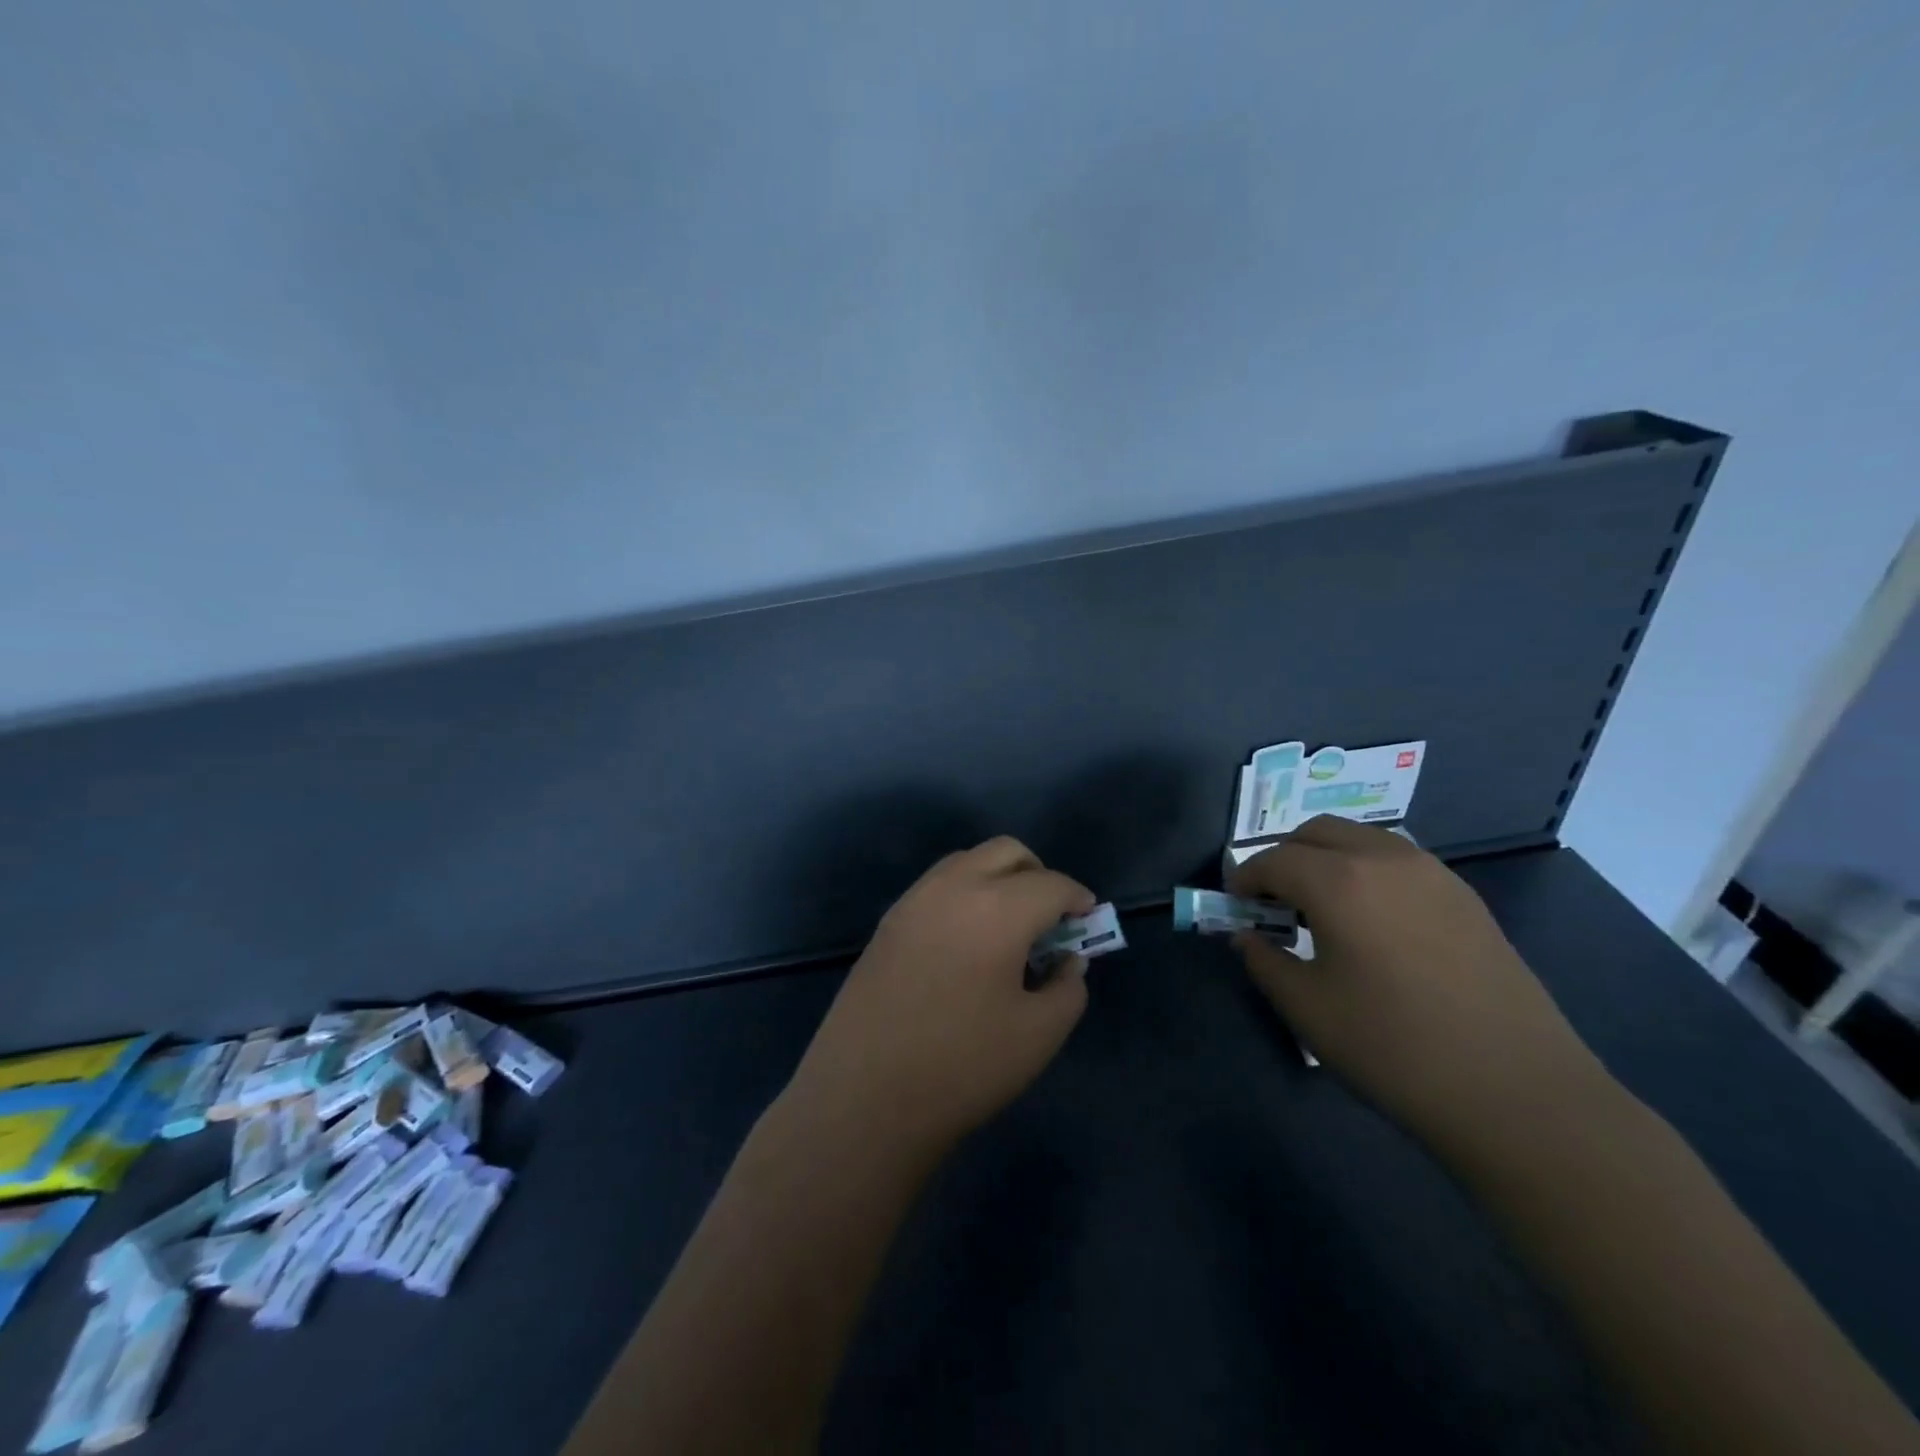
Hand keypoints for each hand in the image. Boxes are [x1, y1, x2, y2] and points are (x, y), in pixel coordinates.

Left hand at [785, 837, 1095, 1156]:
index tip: (1087, 921)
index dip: (1077, 899)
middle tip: (1050, 918)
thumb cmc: (963, 1066)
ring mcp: (914, 901)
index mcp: (997, 908)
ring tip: (1008, 930)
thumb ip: (1068, 986)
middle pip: (1006, 852)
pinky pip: (937, 886)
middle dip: (1038, 874)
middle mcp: (953, 887)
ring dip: (998, 879)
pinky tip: (967, 943)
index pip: (1051, 884)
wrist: (864, 1097)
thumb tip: (1068, 959)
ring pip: (967, 862)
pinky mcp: (888, 922)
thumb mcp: (1039, 1034)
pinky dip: (965, 895)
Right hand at [1229, 817, 1611, 1152]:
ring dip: (1327, 859)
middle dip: (1284, 858)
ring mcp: (1432, 873)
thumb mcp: (1307, 1009)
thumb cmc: (1394, 1048)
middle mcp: (1384, 858)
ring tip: (1321, 909)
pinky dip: (1367, 872)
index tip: (1234, 906)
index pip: (1273, 860)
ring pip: (1360, 839)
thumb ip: (1263, 961)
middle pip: (1316, 832)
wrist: (1518, 1093)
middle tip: (1273, 903)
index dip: (1244, 879)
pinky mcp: (1464, 896)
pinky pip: (1397, 861)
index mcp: (1339, 881)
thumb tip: (1247, 936)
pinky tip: (1371, 922)